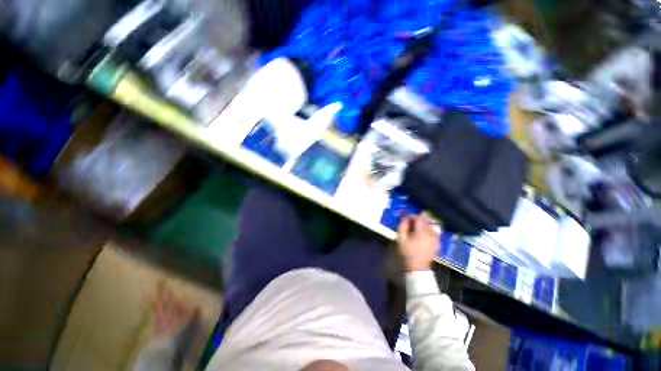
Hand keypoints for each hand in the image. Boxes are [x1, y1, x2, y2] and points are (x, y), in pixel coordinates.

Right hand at [397, 212, 440, 271]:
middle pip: (427, 220)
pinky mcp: (437, 244)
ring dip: (426, 223)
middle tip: (413, 221)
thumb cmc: (407, 252)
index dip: (413, 216)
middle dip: (420, 218)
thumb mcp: (401, 239)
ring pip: (433, 226)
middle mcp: (430, 234)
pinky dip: (431, 230)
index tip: (408, 218)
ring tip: (420, 226)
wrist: (417, 268)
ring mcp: (436, 239)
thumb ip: (403, 226)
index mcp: (421, 232)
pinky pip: (436, 233)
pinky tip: (426, 233)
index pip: (419, 218)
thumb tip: (405, 217)